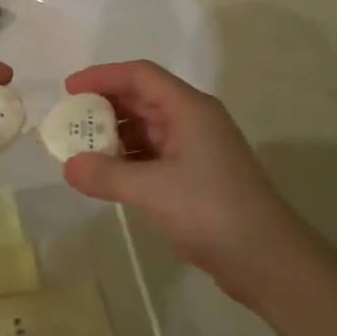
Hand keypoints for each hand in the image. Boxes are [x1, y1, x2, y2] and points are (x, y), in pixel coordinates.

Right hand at [61, 60, 298, 299]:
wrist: (267, 259)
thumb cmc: (211, 210)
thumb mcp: (152, 190)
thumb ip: (106, 175)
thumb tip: (69, 166)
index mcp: (189, 108)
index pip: (140, 75)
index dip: (102, 76)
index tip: (68, 89)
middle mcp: (194, 120)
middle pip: (143, 98)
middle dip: (104, 107)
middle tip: (69, 122)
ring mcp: (197, 148)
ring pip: (148, 128)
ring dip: (115, 135)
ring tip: (81, 150)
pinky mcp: (197, 175)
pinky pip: (154, 154)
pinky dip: (129, 159)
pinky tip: (107, 175)